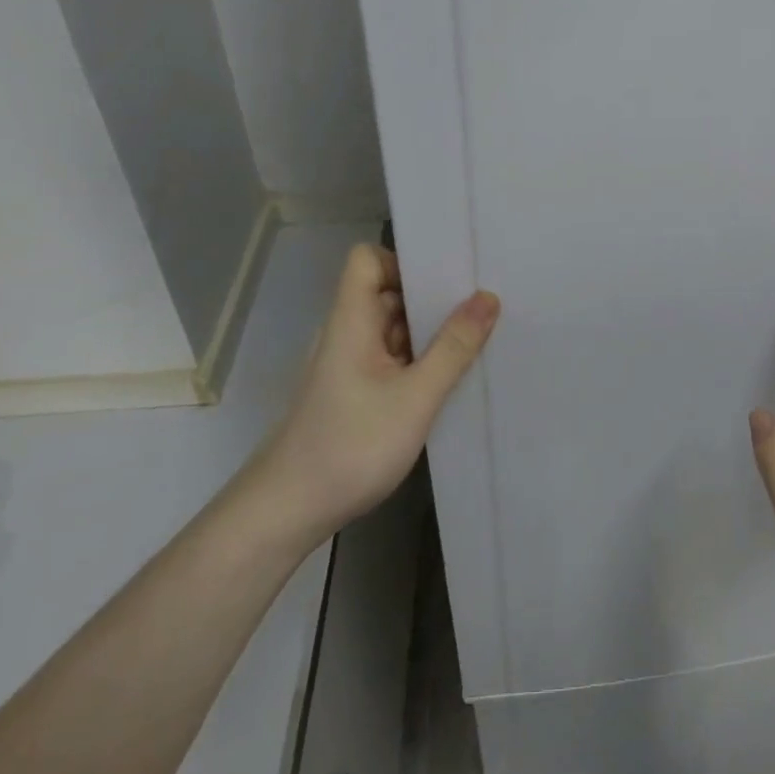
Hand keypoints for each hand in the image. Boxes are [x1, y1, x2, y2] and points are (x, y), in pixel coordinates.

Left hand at [244, 243, 499, 541]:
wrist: (286, 513)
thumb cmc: (350, 446)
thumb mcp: (415, 398)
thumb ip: (454, 347)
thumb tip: (488, 297)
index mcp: (352, 321)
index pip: (367, 260)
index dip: (403, 260)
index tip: (447, 277)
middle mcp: (348, 334)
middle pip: (387, 292)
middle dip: (432, 296)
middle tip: (482, 303)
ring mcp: (350, 366)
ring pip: (393, 328)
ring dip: (429, 331)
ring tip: (478, 336)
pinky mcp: (354, 393)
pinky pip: (392, 359)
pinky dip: (419, 360)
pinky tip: (451, 376)